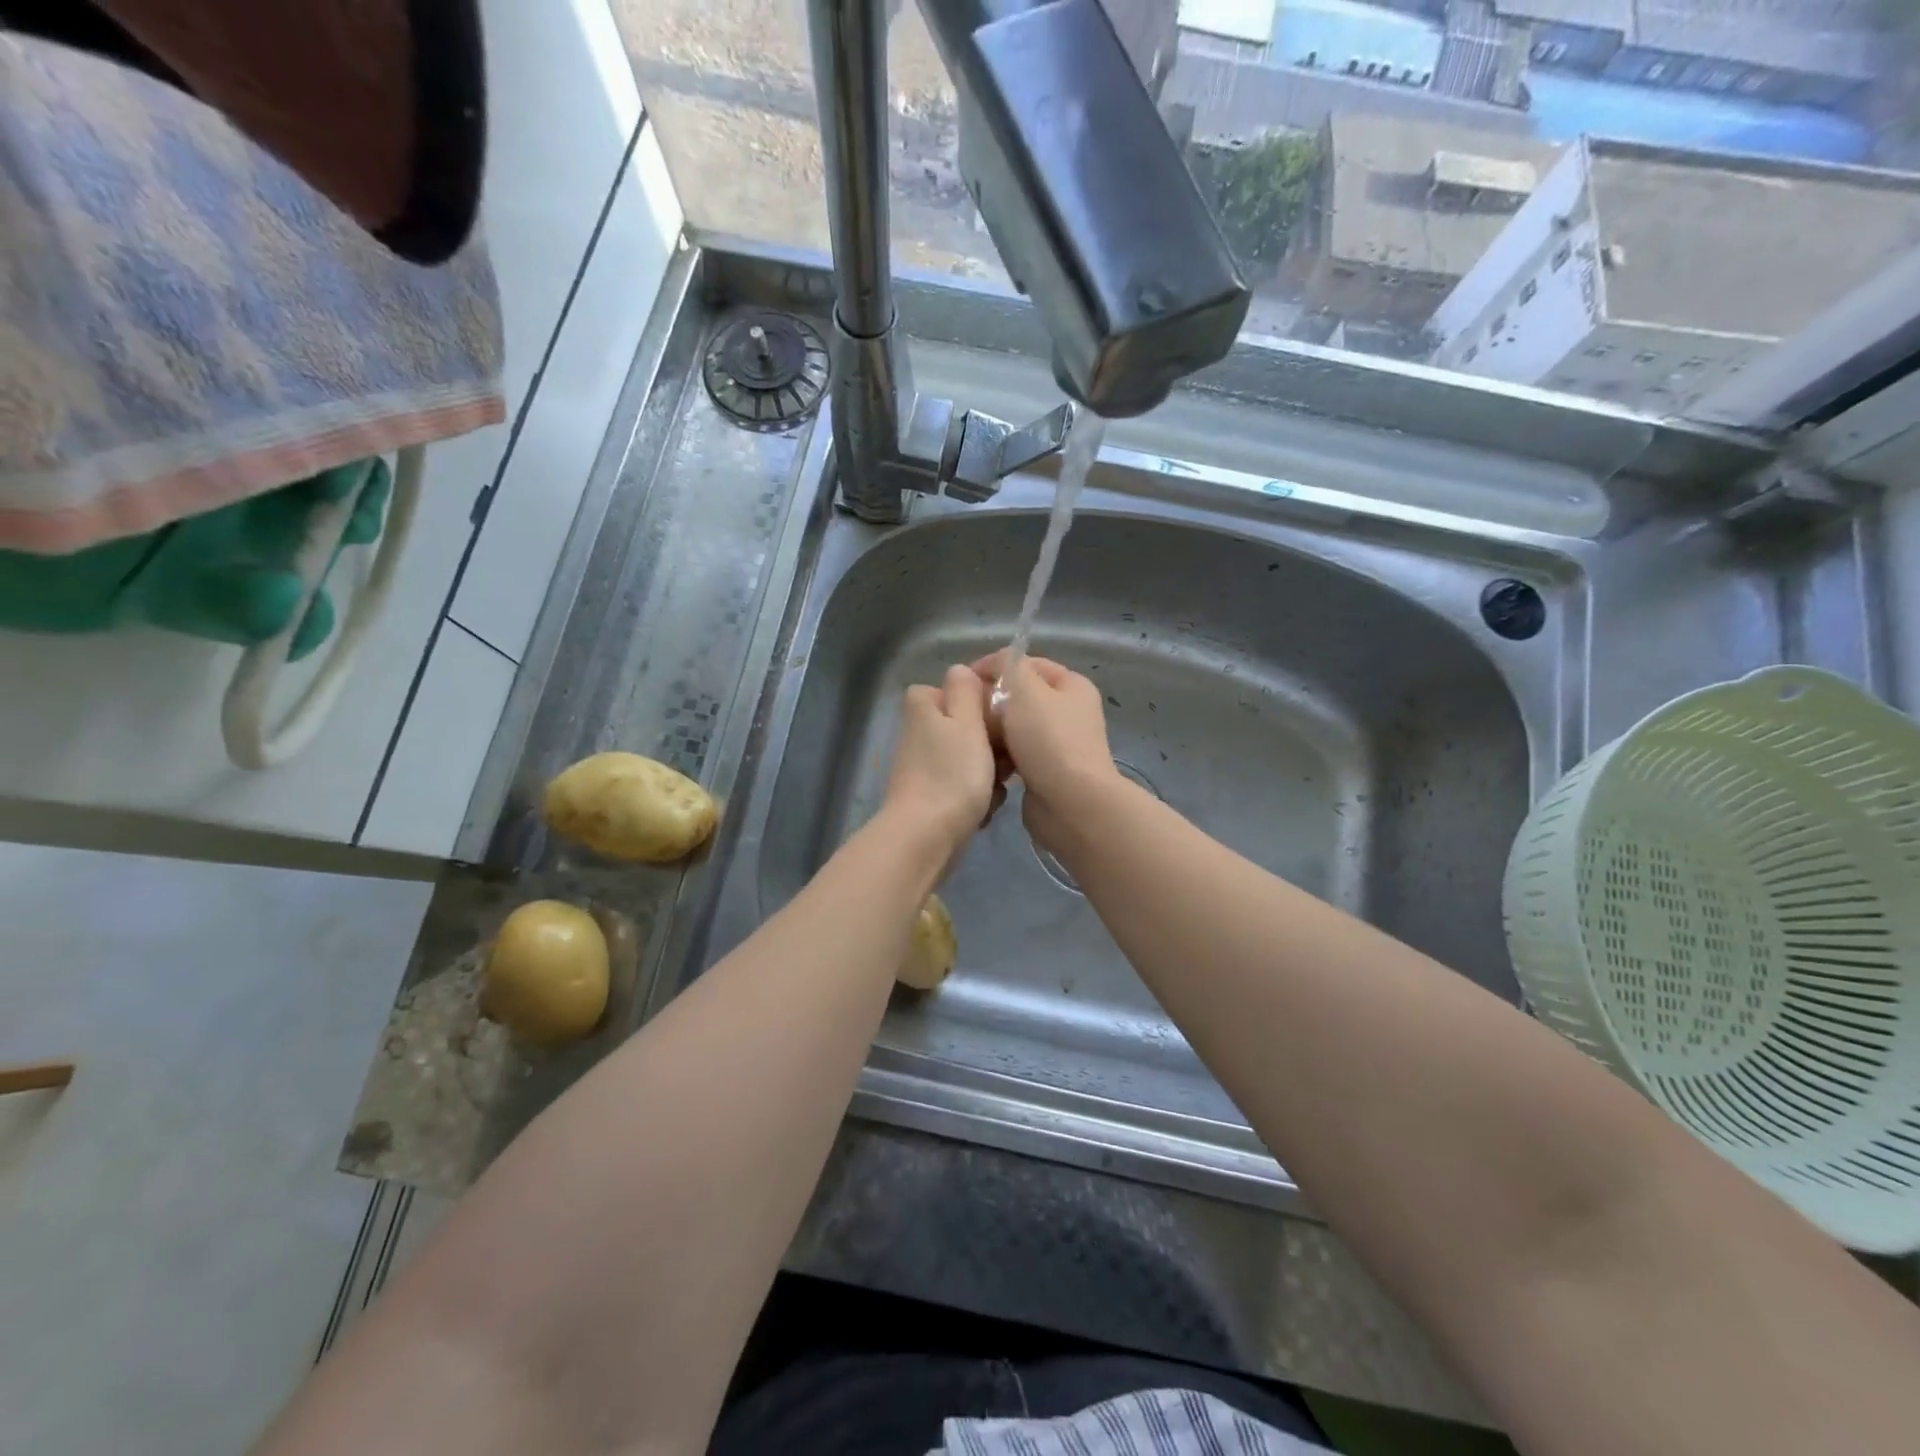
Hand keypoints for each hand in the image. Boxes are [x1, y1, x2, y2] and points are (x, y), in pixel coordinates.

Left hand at [881, 665, 1002, 855]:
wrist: (925, 838)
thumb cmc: (951, 774)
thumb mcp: (965, 722)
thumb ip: (965, 691)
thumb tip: (960, 670)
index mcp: (924, 706)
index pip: (960, 687)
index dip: (985, 700)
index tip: (1006, 716)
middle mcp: (920, 731)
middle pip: (969, 725)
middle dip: (993, 743)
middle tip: (1005, 760)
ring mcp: (924, 765)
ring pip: (972, 757)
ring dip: (990, 773)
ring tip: (996, 788)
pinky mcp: (931, 795)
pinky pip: (965, 785)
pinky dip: (978, 796)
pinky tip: (985, 810)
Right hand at [972, 651, 1121, 855]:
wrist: (1070, 804)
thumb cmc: (1048, 739)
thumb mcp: (1025, 689)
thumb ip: (1007, 667)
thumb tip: (995, 666)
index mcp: (1071, 685)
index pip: (1027, 664)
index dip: (994, 666)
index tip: (963, 682)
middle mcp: (1069, 712)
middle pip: (1020, 697)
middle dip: (990, 702)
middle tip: (963, 712)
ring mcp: (1059, 744)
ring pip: (1014, 728)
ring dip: (992, 732)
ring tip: (970, 738)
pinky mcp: (1047, 772)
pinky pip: (1015, 756)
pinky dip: (1000, 757)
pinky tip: (983, 762)